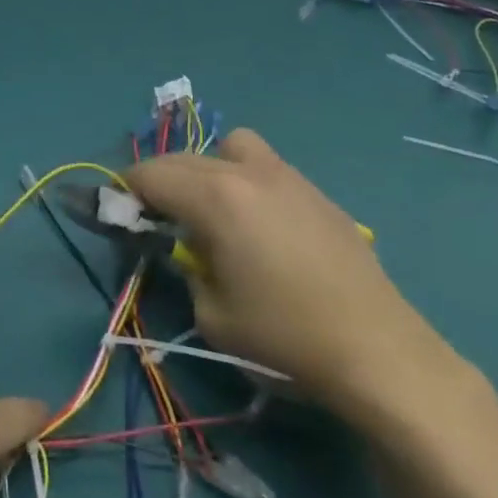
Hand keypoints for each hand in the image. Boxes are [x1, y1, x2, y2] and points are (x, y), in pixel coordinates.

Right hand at [122, 128, 454, 420]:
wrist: (378, 350)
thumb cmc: (285, 336)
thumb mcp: (213, 315)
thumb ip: (187, 269)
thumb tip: (186, 248)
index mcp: (215, 197)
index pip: (151, 175)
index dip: (127, 190)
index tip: (119, 212)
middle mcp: (246, 171)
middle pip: (184, 158)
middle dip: (162, 181)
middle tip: (158, 217)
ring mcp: (285, 175)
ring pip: (230, 147)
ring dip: (209, 168)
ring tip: (216, 210)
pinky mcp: (315, 191)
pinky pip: (264, 167)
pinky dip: (246, 180)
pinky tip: (261, 225)